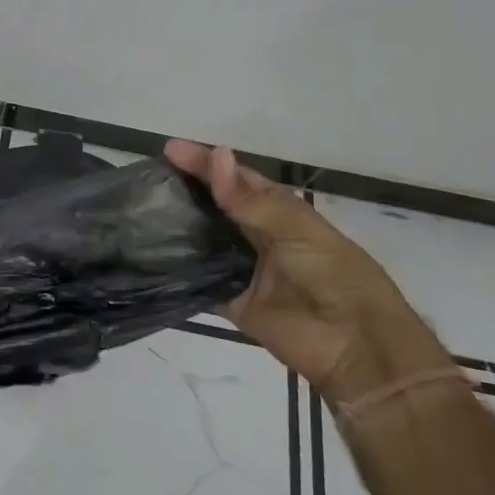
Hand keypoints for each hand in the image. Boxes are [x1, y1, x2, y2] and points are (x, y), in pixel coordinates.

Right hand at [164, 141, 448, 398]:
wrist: (355, 345)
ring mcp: (241, 269)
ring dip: (176, 227)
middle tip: (146, 179)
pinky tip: (148, 256)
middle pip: (214, 207)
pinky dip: (177, 271)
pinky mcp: (231, 302)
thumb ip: (249, 199)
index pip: (234, 179)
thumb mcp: (295, 228)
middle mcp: (255, 235)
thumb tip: (215, 154)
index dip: (204, 163)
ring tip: (139, 210)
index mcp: (277, 211)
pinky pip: (199, 282)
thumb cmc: (333, 273)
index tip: (169, 149)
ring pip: (202, 241)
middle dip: (184, 191)